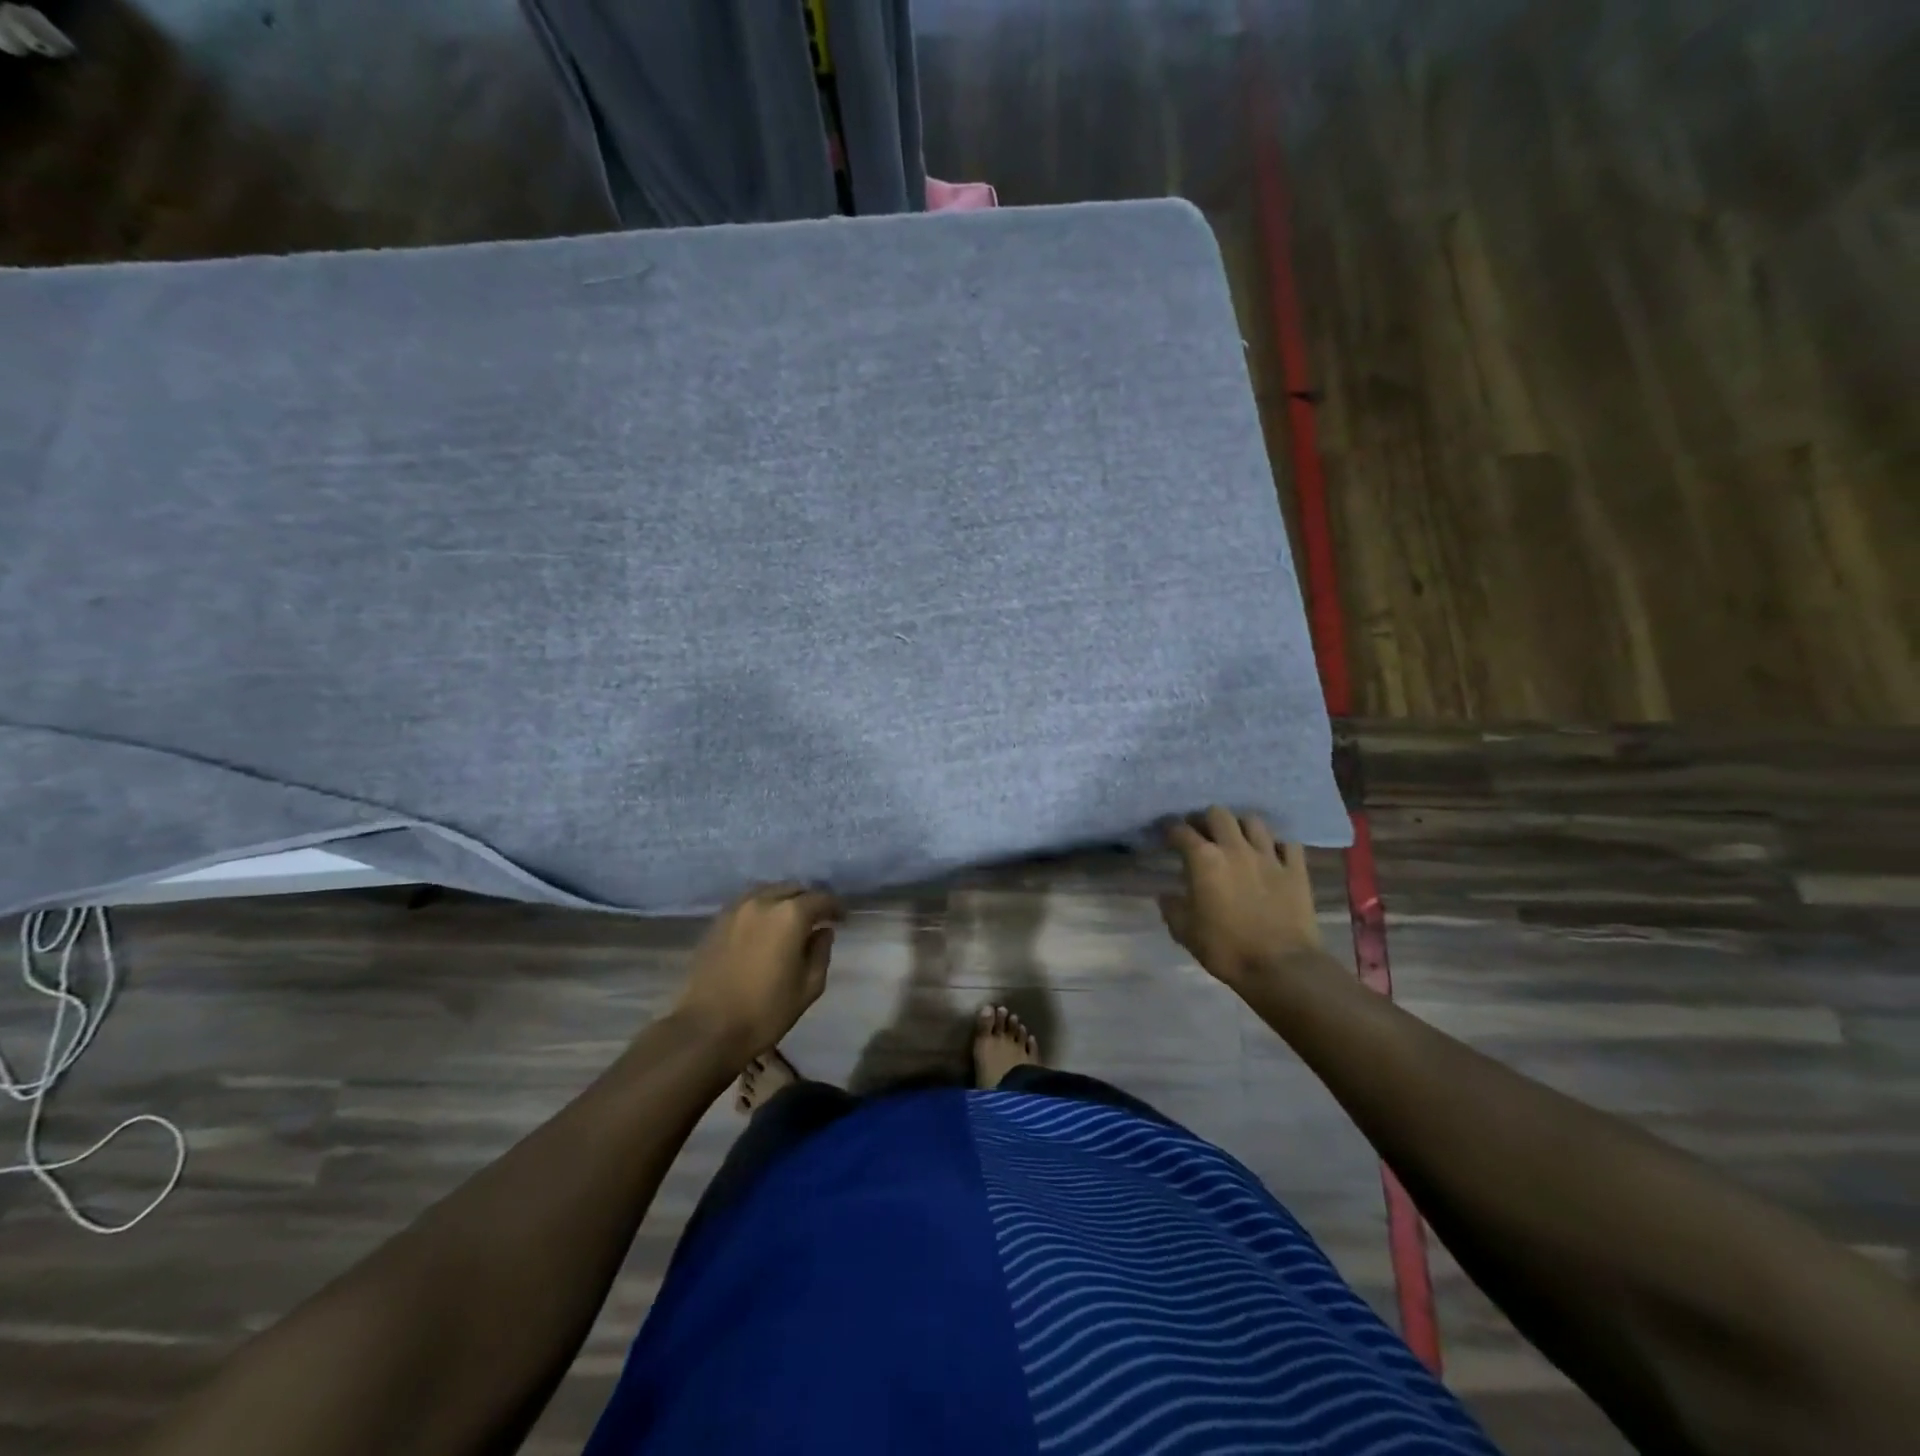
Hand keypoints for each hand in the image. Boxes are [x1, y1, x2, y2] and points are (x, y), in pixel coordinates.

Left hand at [674, 884, 842, 1062]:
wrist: (707, 1029)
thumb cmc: (765, 1011)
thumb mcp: (809, 987)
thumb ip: (821, 952)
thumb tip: (822, 932)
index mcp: (790, 915)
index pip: (821, 899)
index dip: (835, 907)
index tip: (841, 919)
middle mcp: (763, 901)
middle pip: (793, 889)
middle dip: (809, 901)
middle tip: (817, 919)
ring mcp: (736, 909)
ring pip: (768, 892)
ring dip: (784, 901)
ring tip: (790, 922)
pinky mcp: (717, 922)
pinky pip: (747, 904)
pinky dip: (762, 909)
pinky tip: (764, 928)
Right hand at [1159, 807, 1322, 992]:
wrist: (1281, 967)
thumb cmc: (1226, 949)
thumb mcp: (1185, 932)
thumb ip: (1172, 908)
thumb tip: (1165, 895)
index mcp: (1204, 860)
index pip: (1180, 831)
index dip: (1170, 829)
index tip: (1166, 835)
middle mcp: (1235, 848)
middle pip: (1218, 814)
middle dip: (1205, 819)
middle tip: (1201, 833)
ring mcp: (1268, 856)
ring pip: (1253, 821)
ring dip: (1240, 827)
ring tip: (1236, 839)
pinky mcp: (1296, 869)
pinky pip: (1287, 844)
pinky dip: (1277, 846)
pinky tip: (1271, 855)